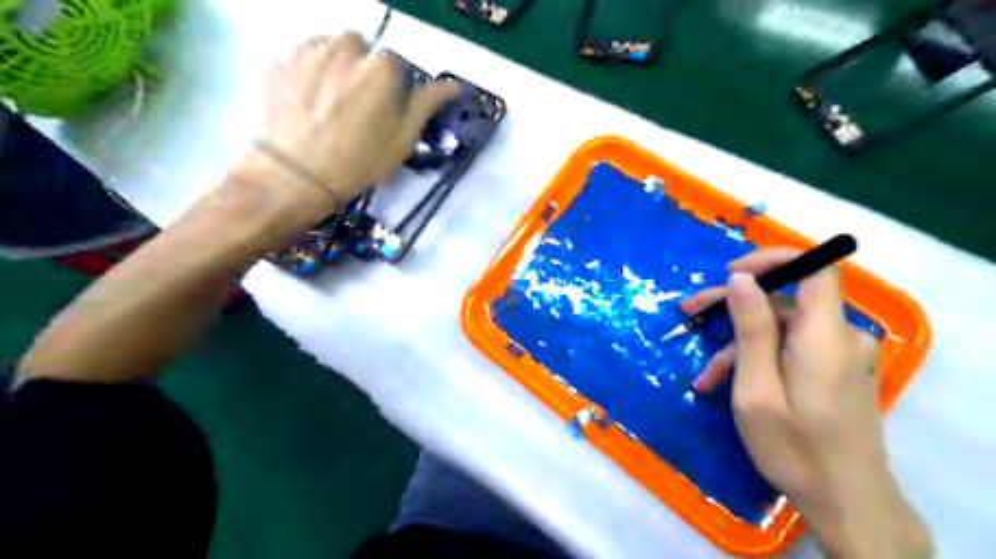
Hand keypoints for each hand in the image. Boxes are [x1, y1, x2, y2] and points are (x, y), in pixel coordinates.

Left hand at [226, 30, 453, 231]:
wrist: (298, 175)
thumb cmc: (361, 161)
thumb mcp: (403, 139)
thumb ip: (427, 104)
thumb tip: (452, 85)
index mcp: (382, 67)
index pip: (397, 66)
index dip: (393, 90)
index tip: (385, 113)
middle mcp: (346, 48)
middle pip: (362, 50)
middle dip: (363, 70)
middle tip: (357, 105)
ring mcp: (309, 53)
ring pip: (331, 48)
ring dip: (336, 65)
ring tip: (331, 101)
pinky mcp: (280, 63)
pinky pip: (303, 59)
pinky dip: (309, 73)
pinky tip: (308, 101)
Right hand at [681, 249, 930, 558]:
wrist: (846, 503)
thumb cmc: (794, 449)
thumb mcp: (757, 389)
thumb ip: (752, 330)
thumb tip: (741, 279)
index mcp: (824, 337)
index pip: (816, 268)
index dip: (773, 259)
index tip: (730, 273)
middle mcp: (839, 336)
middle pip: (785, 300)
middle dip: (734, 306)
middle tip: (689, 314)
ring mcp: (839, 355)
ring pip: (780, 329)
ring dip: (738, 345)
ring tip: (705, 374)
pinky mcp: (833, 370)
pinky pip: (790, 349)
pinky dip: (757, 359)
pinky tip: (726, 383)